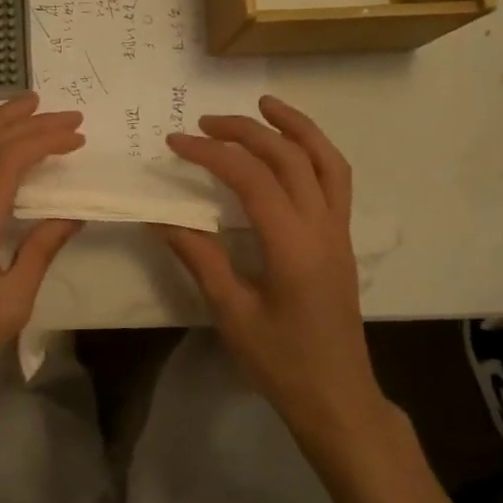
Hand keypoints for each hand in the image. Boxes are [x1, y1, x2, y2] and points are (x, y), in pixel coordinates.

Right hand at [159, 95, 383, 424]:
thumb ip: (199, 258)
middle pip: (289, 158)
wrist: (337, 397)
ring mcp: (339, 232)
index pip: (252, 180)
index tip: (175, 142)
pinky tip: (290, 148)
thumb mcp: (231, 312)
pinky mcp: (342, 239)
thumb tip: (160, 217)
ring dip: (295, 127)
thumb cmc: (280, 362)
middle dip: (246, 131)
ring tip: (264, 105)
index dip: (211, 153)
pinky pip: (335, 181)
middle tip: (204, 122)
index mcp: (293, 247)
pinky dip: (313, 151)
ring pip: (325, 161)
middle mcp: (323, 229)